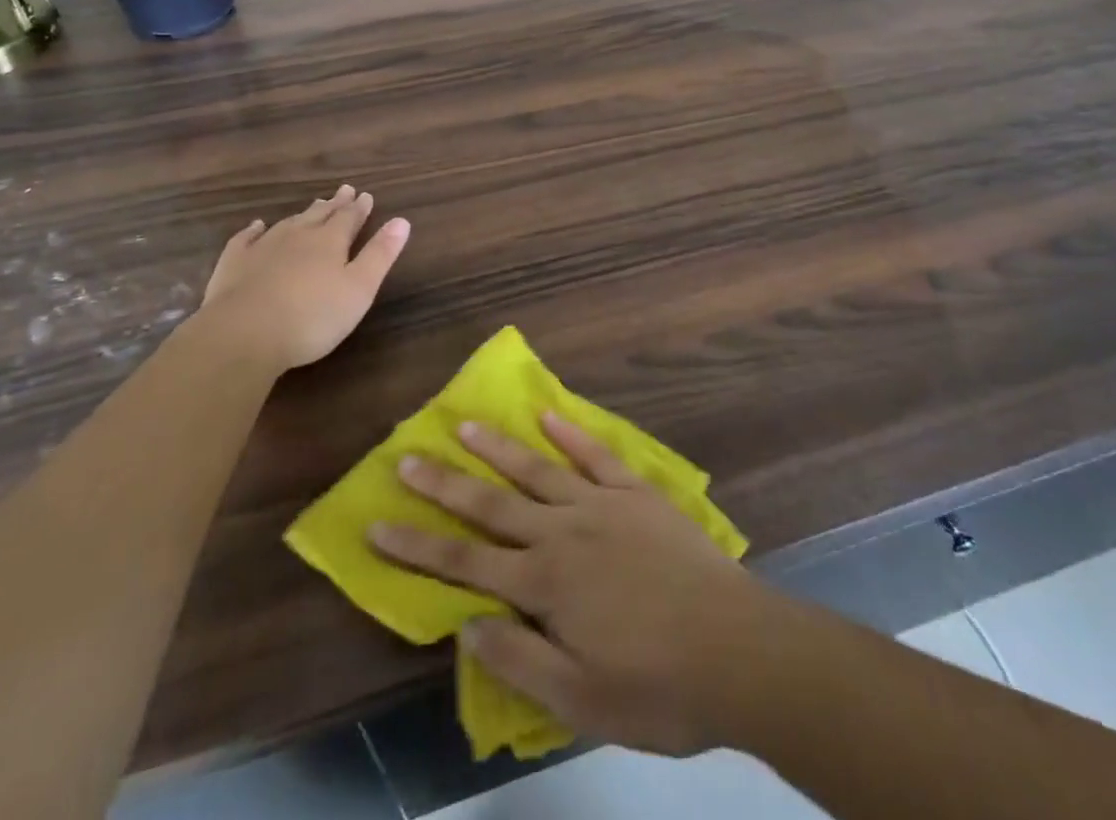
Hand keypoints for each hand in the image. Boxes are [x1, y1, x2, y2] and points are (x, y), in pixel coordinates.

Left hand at [194, 186, 409, 374]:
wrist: (244, 334)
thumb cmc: (312, 317)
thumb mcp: (359, 289)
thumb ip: (380, 254)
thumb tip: (402, 220)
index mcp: (330, 242)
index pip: (349, 218)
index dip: (359, 208)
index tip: (366, 195)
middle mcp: (298, 236)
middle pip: (320, 215)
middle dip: (334, 204)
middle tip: (344, 190)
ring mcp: (263, 247)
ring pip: (288, 223)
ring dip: (303, 214)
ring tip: (313, 206)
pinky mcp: (235, 263)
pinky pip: (246, 238)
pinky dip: (254, 230)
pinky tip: (257, 226)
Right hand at [371, 413, 765, 756]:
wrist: (739, 650)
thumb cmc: (658, 687)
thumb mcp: (581, 701)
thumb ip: (520, 661)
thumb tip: (466, 625)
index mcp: (544, 584)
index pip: (464, 563)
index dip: (417, 546)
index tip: (377, 524)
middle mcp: (563, 533)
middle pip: (491, 505)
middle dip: (445, 483)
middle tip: (407, 456)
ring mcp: (601, 505)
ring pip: (537, 469)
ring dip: (498, 448)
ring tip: (464, 423)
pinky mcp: (636, 494)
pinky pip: (596, 455)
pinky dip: (570, 434)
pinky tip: (549, 414)